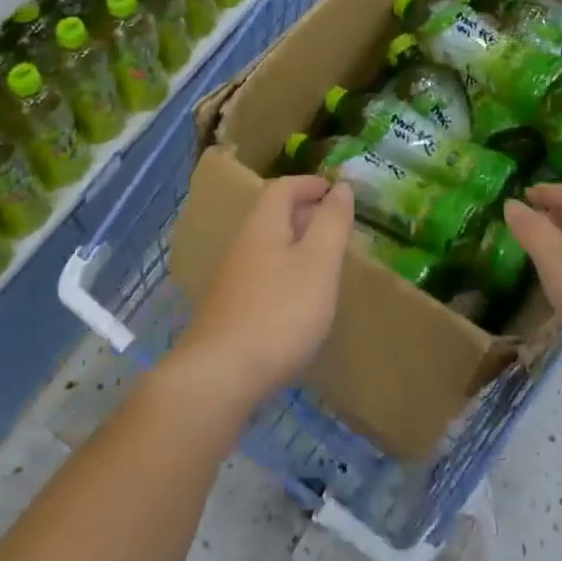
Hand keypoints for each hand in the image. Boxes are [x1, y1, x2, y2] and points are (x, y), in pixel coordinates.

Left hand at [172, 176, 353, 416]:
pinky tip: (301, 297)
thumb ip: (332, 223)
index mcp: (263, 226)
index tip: (335, 189)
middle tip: (337, 223)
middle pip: (273, 215)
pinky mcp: (231, 309)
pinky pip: (263, 274)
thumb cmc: (279, 313)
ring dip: (296, 243)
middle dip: (305, 212)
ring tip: (325, 259)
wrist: (220, 376)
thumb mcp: (319, 264)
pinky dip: (286, 271)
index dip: (309, 184)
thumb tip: (341, 187)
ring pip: (268, 246)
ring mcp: (232, 279)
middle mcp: (243, 245)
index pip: (283, 188)